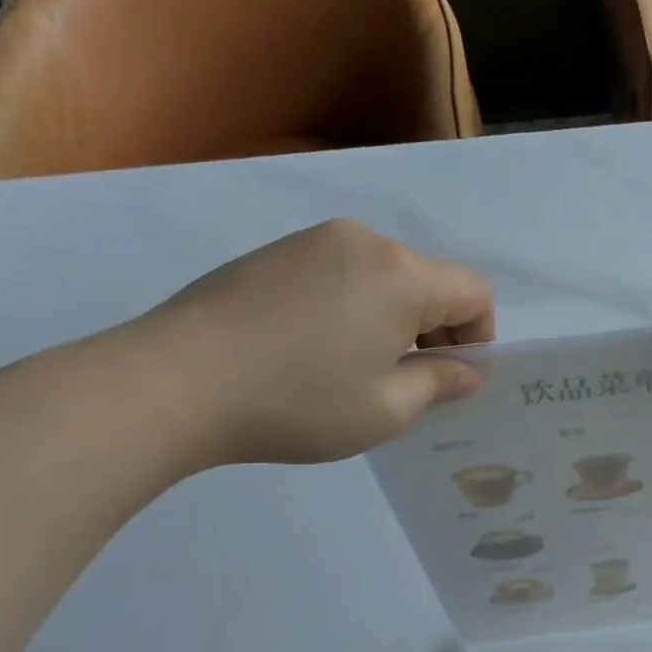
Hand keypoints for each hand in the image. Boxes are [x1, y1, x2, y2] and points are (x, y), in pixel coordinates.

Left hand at [128, 219, 493, 464]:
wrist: (173, 382)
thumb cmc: (297, 402)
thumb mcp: (385, 410)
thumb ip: (438, 384)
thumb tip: (466, 371)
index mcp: (402, 275)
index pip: (473, 292)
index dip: (479, 337)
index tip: (452, 378)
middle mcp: (365, 242)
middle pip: (429, 281)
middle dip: (434, 329)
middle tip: (407, 382)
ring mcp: (314, 241)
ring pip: (384, 276)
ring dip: (391, 318)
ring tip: (354, 368)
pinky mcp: (275, 252)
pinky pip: (340, 273)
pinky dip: (351, 306)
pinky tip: (313, 349)